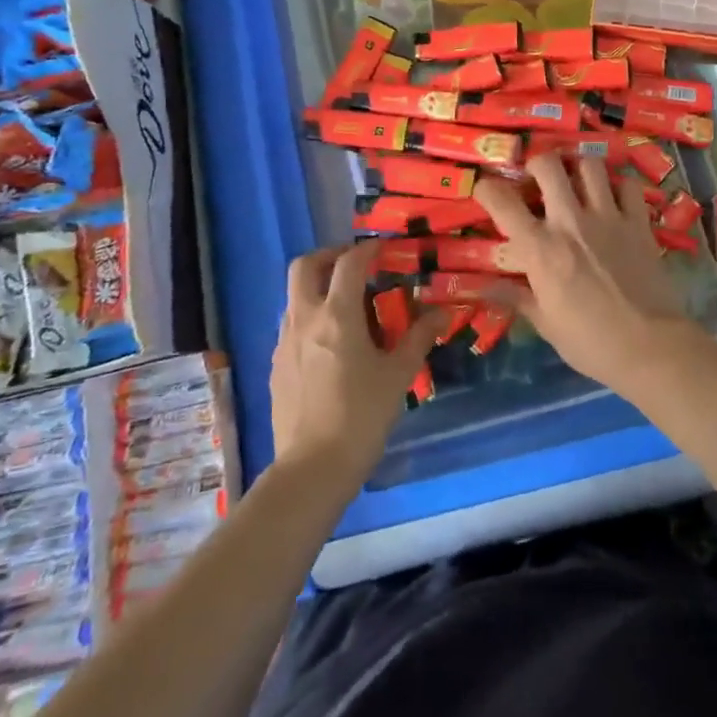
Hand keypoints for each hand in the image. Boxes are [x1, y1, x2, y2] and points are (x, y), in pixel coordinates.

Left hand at [270, 243, 440, 492]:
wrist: (312, 468)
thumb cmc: (362, 416)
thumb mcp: (398, 375)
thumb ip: (418, 337)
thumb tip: (441, 313)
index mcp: (337, 315)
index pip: (349, 263)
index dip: (368, 249)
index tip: (384, 249)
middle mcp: (305, 319)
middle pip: (304, 266)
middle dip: (329, 256)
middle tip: (354, 265)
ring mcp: (284, 342)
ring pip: (293, 295)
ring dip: (317, 286)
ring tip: (345, 305)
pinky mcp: (275, 365)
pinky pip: (290, 325)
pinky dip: (309, 316)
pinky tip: (329, 343)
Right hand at [474, 154, 688, 393]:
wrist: (650, 347)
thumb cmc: (591, 342)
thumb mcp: (545, 323)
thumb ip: (515, 297)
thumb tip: (481, 287)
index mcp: (540, 248)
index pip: (502, 202)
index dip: (487, 188)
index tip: (486, 190)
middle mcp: (570, 221)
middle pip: (547, 165)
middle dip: (537, 164)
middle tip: (538, 179)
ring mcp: (608, 217)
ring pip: (589, 165)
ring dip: (579, 169)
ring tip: (578, 183)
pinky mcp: (638, 222)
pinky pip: (628, 184)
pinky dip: (619, 186)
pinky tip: (615, 200)